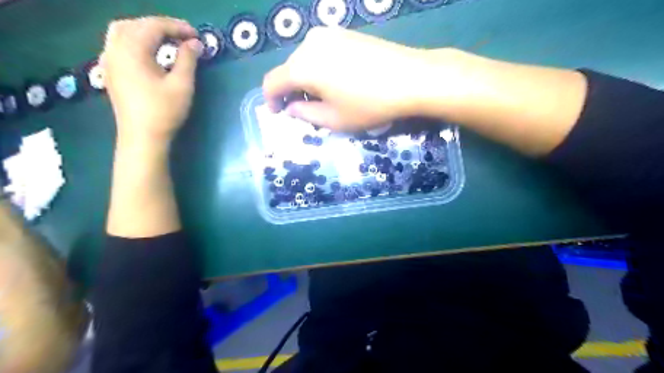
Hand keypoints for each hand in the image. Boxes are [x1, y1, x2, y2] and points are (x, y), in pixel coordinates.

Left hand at [103, 18, 202, 145]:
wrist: (142, 137)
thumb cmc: (164, 111)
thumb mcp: (182, 85)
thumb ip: (188, 60)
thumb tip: (195, 43)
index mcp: (131, 50)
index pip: (153, 26)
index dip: (177, 27)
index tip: (197, 35)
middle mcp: (115, 49)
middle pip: (135, 24)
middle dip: (161, 26)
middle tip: (184, 37)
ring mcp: (109, 61)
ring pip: (123, 32)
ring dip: (146, 31)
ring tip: (167, 41)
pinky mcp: (110, 72)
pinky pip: (118, 44)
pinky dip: (135, 41)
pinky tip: (149, 53)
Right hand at [264, 27, 439, 130]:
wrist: (411, 78)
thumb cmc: (369, 104)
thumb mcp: (334, 119)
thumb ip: (305, 114)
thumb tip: (291, 106)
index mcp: (302, 67)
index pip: (272, 82)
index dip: (270, 100)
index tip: (278, 113)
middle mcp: (310, 44)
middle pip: (289, 69)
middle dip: (292, 90)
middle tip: (305, 109)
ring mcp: (329, 34)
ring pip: (305, 60)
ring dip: (306, 79)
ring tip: (323, 97)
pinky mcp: (345, 33)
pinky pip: (321, 52)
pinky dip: (320, 68)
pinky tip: (337, 81)